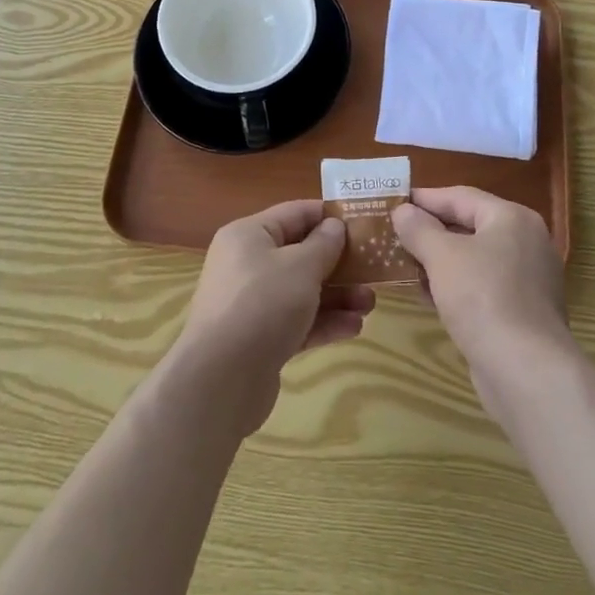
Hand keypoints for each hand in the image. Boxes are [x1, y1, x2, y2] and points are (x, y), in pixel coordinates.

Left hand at [173, 200, 374, 435]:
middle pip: (300, 254)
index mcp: (249, 235)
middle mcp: (247, 264)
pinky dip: (324, 322)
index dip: (329, 216)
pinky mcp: (259, 340)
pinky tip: (353, 328)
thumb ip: (323, 244)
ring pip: (302, 291)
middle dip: (339, 263)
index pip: (295, 213)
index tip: (364, 222)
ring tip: (370, 304)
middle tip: (373, 270)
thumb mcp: (301, 266)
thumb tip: (334, 226)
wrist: (220, 380)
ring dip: (337, 296)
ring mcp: (252, 304)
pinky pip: (297, 322)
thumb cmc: (263, 304)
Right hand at [393, 187, 567, 372]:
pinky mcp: (522, 312)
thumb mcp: (442, 256)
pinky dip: (455, 285)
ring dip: (439, 260)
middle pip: (470, 226)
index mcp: (512, 218)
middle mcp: (526, 242)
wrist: (526, 371)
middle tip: (394, 233)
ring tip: (404, 263)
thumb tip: (403, 210)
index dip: (425, 198)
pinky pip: (482, 286)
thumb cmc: (483, 298)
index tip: (394, 201)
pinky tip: (427, 295)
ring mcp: (528, 279)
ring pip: (475, 258)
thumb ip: (419, 229)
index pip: (461, 196)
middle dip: (431, 231)